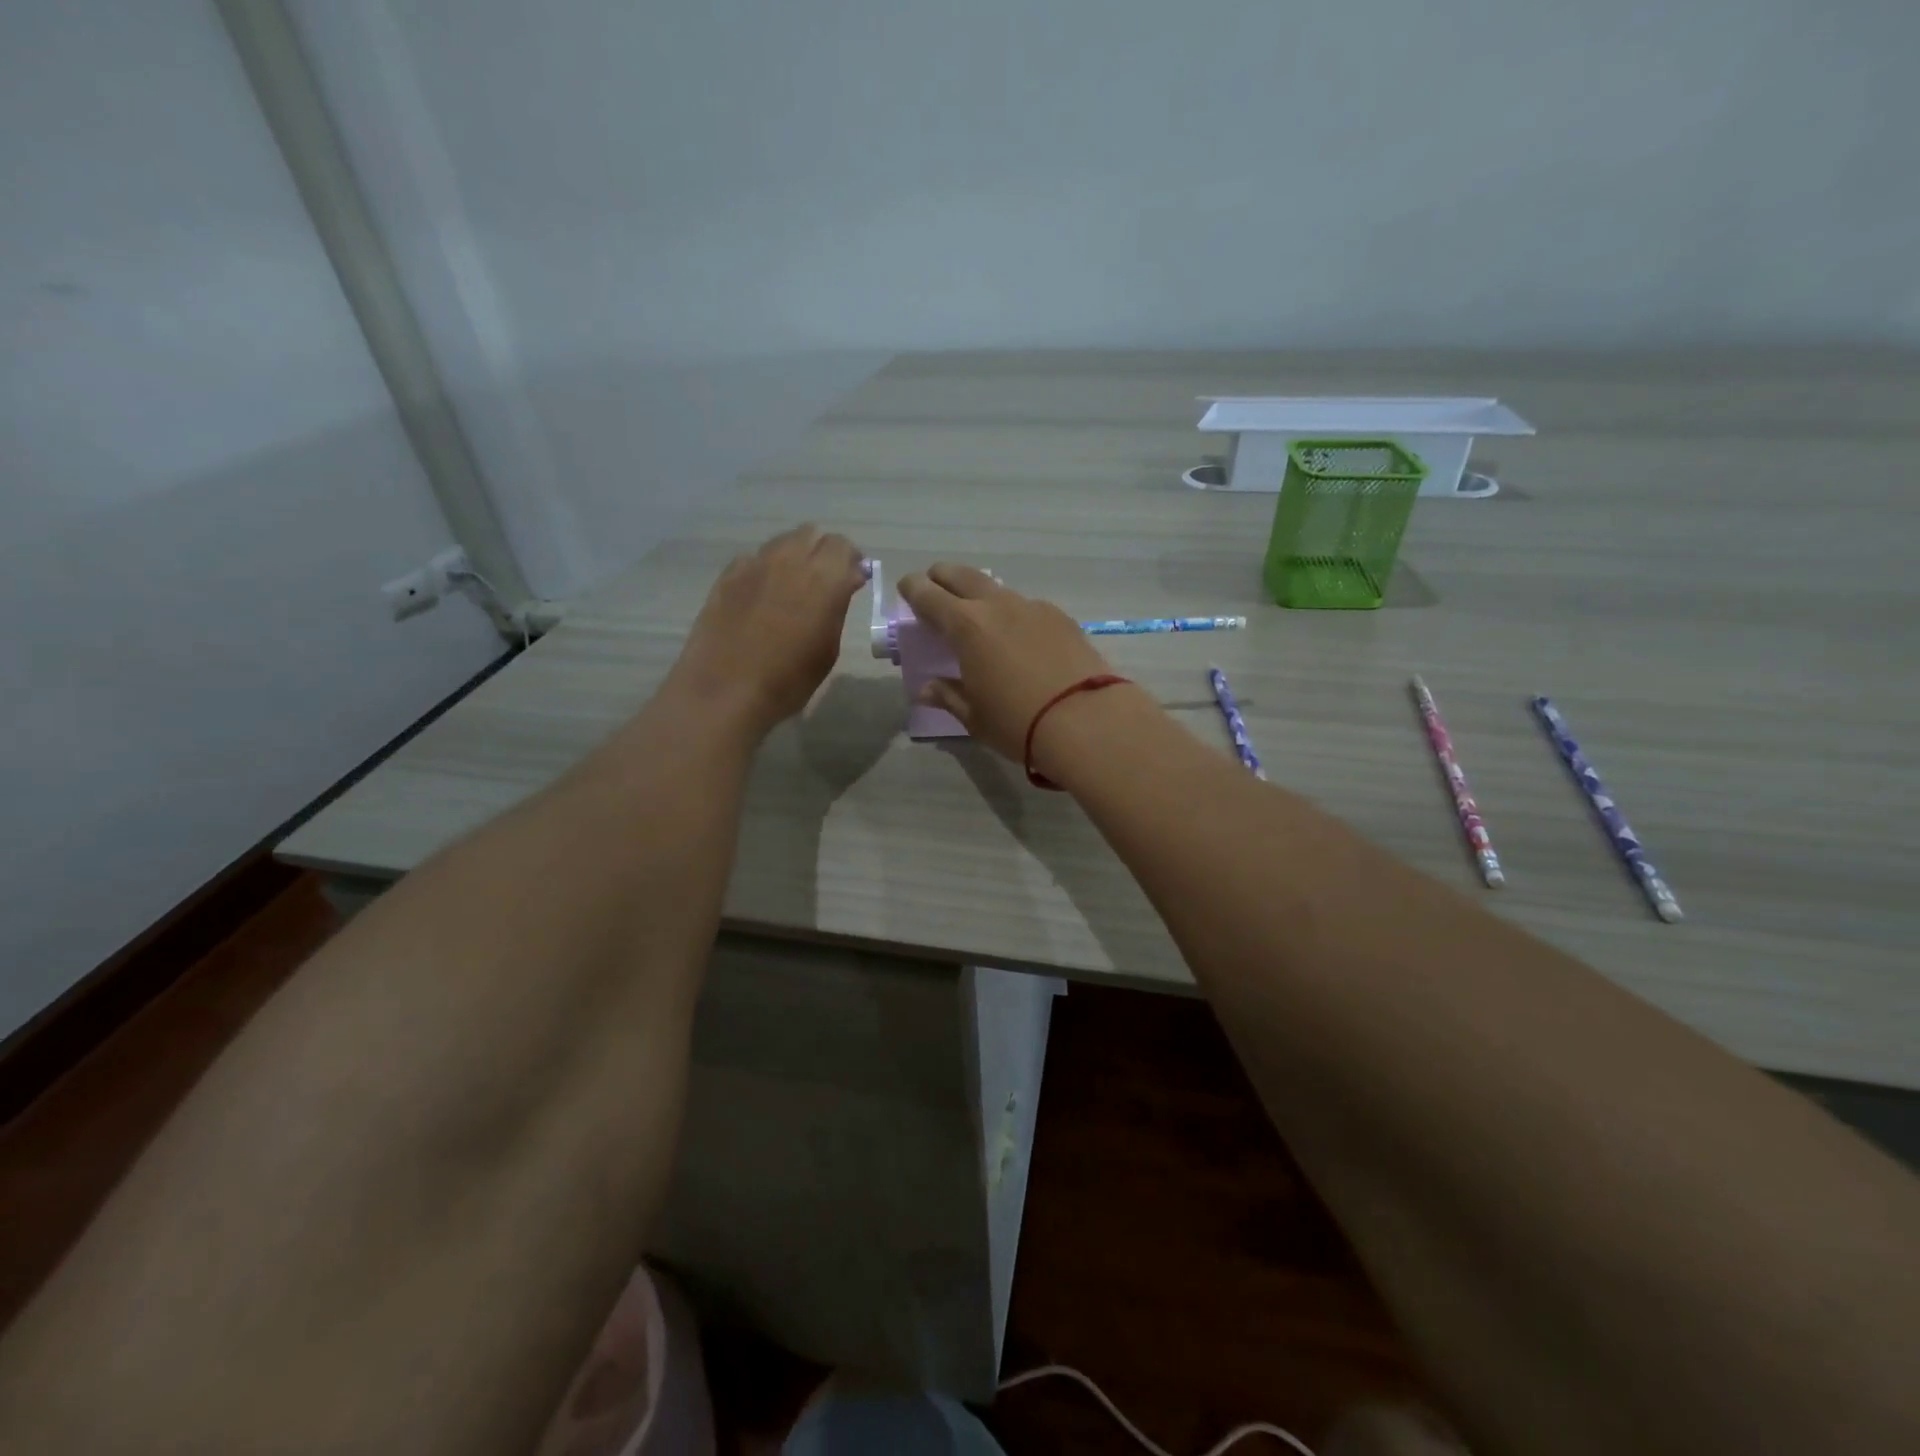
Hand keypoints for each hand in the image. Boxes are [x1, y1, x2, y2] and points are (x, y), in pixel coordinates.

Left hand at [669, 526, 865, 737]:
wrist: (725, 690)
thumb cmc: (788, 679)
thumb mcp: (828, 648)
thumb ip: (837, 607)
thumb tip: (843, 584)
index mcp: (822, 578)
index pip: (843, 546)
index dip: (850, 561)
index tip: (852, 581)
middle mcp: (789, 560)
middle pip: (811, 535)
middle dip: (822, 552)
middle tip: (825, 581)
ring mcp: (754, 565)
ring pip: (781, 543)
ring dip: (794, 556)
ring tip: (793, 587)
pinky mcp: (727, 576)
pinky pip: (754, 560)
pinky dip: (765, 570)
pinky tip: (762, 597)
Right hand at [896, 563, 1125, 764]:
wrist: (1087, 720)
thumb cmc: (1018, 722)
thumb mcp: (975, 716)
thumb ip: (948, 695)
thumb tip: (926, 688)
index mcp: (967, 626)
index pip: (929, 595)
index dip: (914, 589)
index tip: (907, 588)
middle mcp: (998, 606)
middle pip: (962, 576)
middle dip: (943, 577)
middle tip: (935, 587)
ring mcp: (1033, 607)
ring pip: (997, 589)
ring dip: (980, 594)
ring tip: (978, 614)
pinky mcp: (1061, 618)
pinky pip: (1027, 606)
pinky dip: (1013, 613)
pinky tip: (1019, 636)